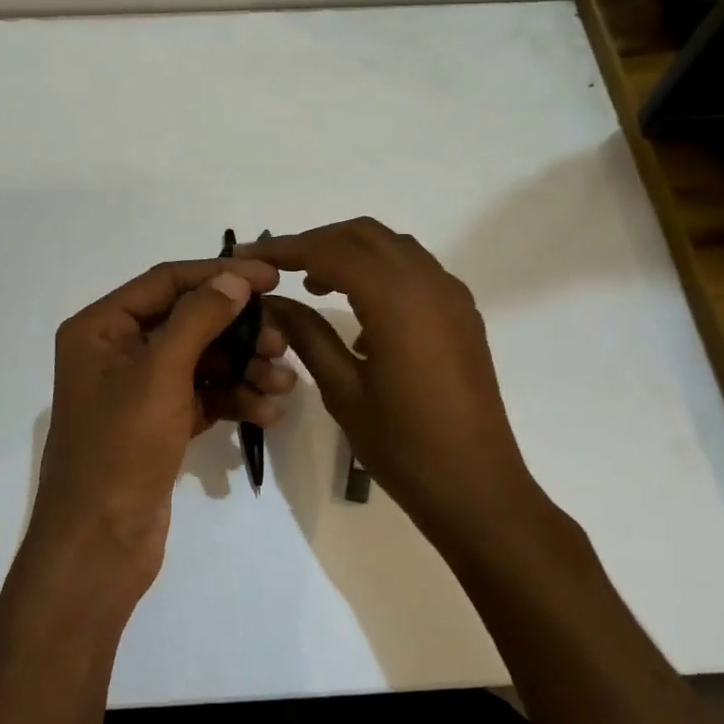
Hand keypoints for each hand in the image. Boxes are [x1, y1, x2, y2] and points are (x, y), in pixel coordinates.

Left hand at [30, 258, 296, 590]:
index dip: (219, 275)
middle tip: (282, 342)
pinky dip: (234, 399)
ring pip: (201, 361)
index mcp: (100, 328)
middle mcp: (116, 351)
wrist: (98, 548)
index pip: (167, 282)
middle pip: (188, 321)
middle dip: (238, 331)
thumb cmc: (119, 449)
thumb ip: (199, 318)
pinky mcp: (158, 423)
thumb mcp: (159, 374)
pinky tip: (268, 413)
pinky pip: (202, 396)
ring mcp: (138, 390)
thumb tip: (236, 278)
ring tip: (283, 384)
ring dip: (244, 368)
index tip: (271, 278)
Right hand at [241, 220, 538, 543]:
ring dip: (351, 252)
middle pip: (364, 235)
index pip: (331, 251)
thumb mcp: (343, 391)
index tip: (247, 256)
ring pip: (393, 247)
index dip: (285, 249)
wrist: (476, 487)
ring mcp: (452, 296)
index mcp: (397, 300)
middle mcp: (429, 283)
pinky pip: (416, 270)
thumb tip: (272, 302)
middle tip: (278, 267)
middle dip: (317, 242)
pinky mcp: (463, 313)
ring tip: (313, 282)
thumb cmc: (404, 446)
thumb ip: (307, 335)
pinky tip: (360, 310)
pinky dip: (381, 271)